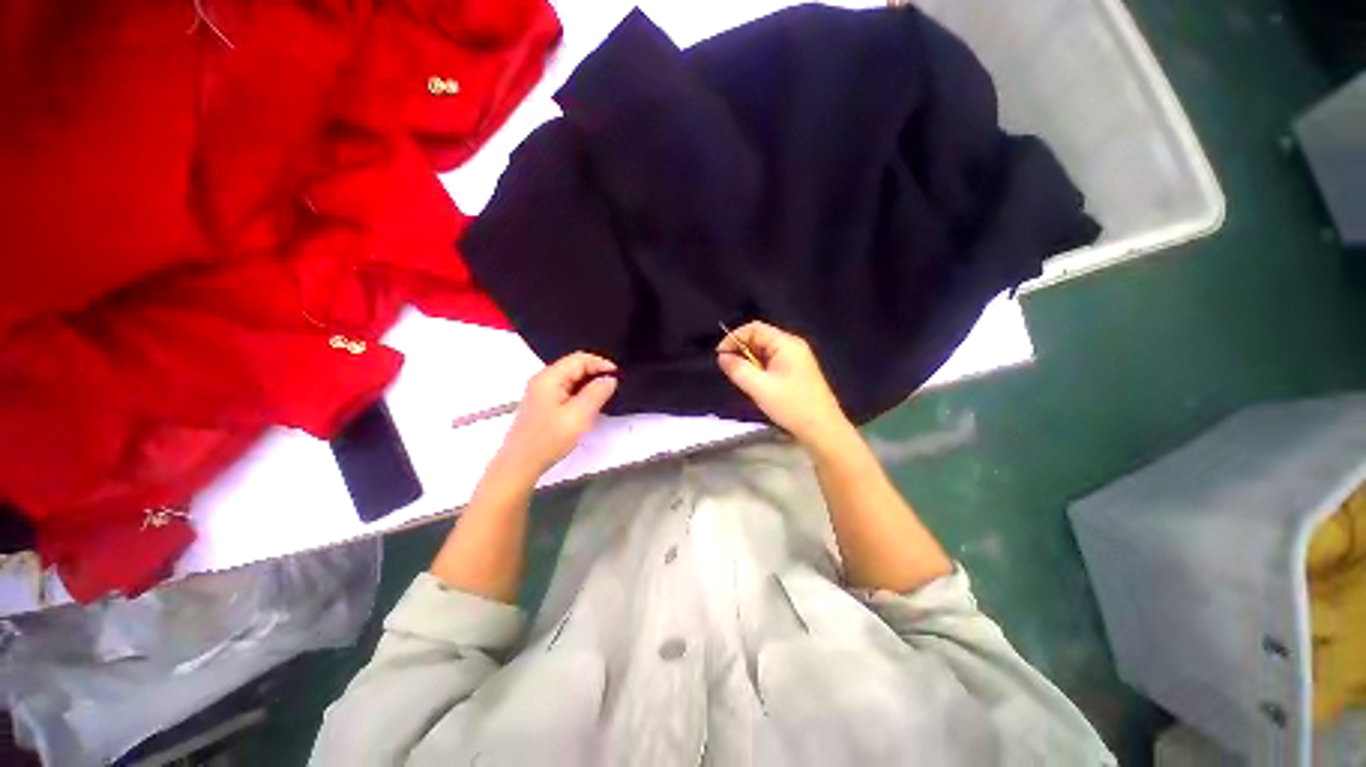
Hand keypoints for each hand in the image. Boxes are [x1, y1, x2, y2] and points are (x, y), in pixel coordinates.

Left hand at [493, 352, 617, 483]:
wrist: (520, 464)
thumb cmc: (549, 439)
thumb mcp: (579, 415)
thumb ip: (597, 393)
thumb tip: (610, 379)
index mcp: (550, 377)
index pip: (579, 359)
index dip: (600, 363)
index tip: (618, 375)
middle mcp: (543, 379)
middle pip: (573, 365)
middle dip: (595, 371)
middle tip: (613, 385)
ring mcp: (540, 391)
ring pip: (570, 377)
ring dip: (588, 382)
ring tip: (605, 393)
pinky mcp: (542, 402)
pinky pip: (565, 388)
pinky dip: (580, 391)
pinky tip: (588, 403)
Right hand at [716, 321, 851, 445]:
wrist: (822, 429)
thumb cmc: (791, 405)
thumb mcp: (759, 388)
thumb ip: (738, 369)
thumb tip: (722, 357)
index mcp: (786, 343)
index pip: (754, 328)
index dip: (734, 338)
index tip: (720, 356)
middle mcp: (792, 345)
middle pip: (760, 337)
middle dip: (742, 350)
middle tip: (730, 369)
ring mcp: (797, 357)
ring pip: (765, 351)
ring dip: (750, 361)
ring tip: (743, 379)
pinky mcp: (797, 370)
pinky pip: (773, 361)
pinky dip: (760, 368)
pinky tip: (757, 383)